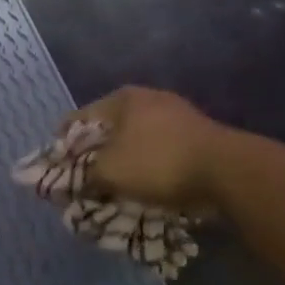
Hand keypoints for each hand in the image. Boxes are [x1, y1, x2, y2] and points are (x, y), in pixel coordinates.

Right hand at [68, 86, 242, 211]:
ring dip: (123, 161)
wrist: (227, 171)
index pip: (78, 118)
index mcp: (122, 98)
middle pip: (108, 128)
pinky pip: (159, 151)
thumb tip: (70, 182)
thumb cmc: (157, 162)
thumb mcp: (108, 172)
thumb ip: (83, 175)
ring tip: (113, 186)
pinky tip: (145, 185)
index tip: (57, 168)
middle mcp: (149, 99)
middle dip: (94, 154)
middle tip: (84, 179)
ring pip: (135, 140)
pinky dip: (148, 166)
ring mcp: (177, 115)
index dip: (63, 144)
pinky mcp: (197, 135)